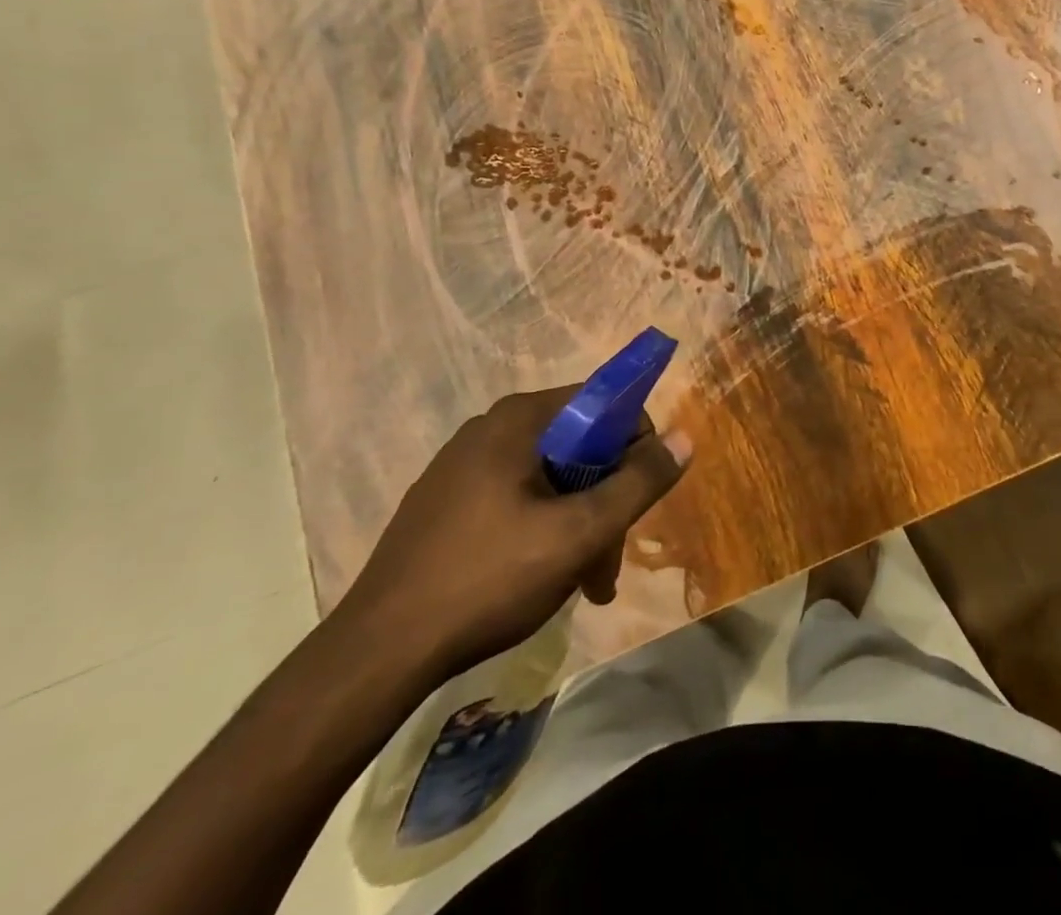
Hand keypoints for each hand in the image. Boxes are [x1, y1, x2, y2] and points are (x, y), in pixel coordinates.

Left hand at [335, 386, 692, 680]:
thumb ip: (637, 483)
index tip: (636, 500)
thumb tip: (684, 437)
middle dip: (604, 500)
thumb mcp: (578, 533)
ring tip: (584, 583)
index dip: (634, 446)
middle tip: (608, 561)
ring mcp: (460, 467)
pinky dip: (542, 530)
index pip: (603, 403)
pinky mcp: (444, 504)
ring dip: (578, 523)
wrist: (376, 655)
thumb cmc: (487, 579)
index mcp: (518, 419)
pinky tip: (541, 579)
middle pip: (577, 446)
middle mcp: (488, 429)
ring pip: (548, 478)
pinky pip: (514, 499)